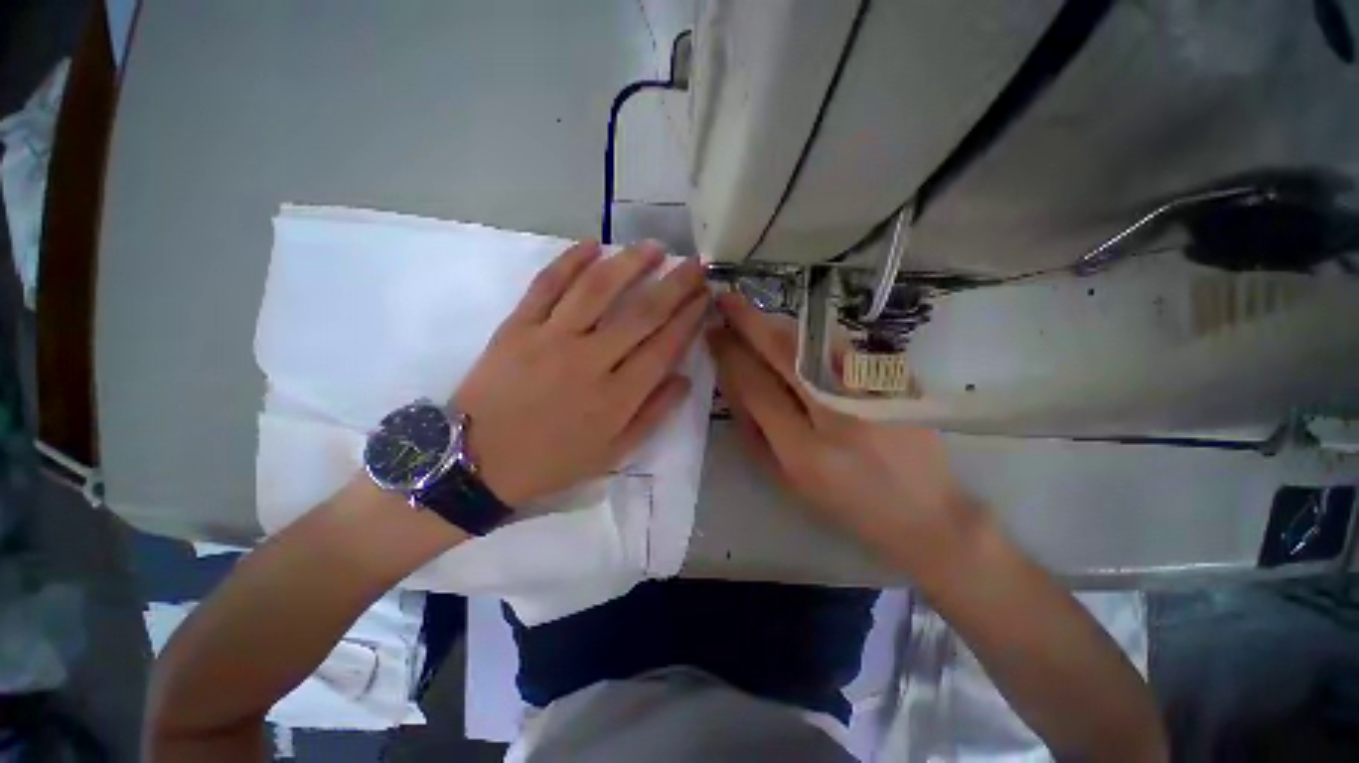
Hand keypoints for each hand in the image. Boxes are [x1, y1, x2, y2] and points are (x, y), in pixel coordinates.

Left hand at [454, 240, 707, 506]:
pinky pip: (546, 285)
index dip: (689, 318)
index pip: (664, 346)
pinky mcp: (517, 326)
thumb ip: (653, 415)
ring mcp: (551, 338)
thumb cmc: (551, 462)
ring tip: (654, 247)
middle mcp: (590, 361)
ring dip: (630, 263)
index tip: (705, 296)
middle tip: (694, 264)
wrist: (476, 464)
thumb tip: (684, 379)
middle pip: (642, 313)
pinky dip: (570, 260)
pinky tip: (593, 245)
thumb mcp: (612, 453)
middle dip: (675, 285)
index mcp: (617, 397)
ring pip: (598, 289)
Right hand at [706, 291, 979, 569]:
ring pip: (815, 342)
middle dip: (750, 322)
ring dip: (779, 323)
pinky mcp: (897, 382)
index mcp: (805, 452)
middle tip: (726, 298)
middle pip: (786, 354)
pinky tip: (798, 333)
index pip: (757, 388)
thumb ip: (755, 432)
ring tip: (755, 314)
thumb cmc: (845, 504)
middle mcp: (838, 417)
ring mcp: (872, 394)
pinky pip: (844, 347)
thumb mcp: (788, 480)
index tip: (714, 332)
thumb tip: (733, 383)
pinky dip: (813, 336)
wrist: (925, 512)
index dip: (731, 355)